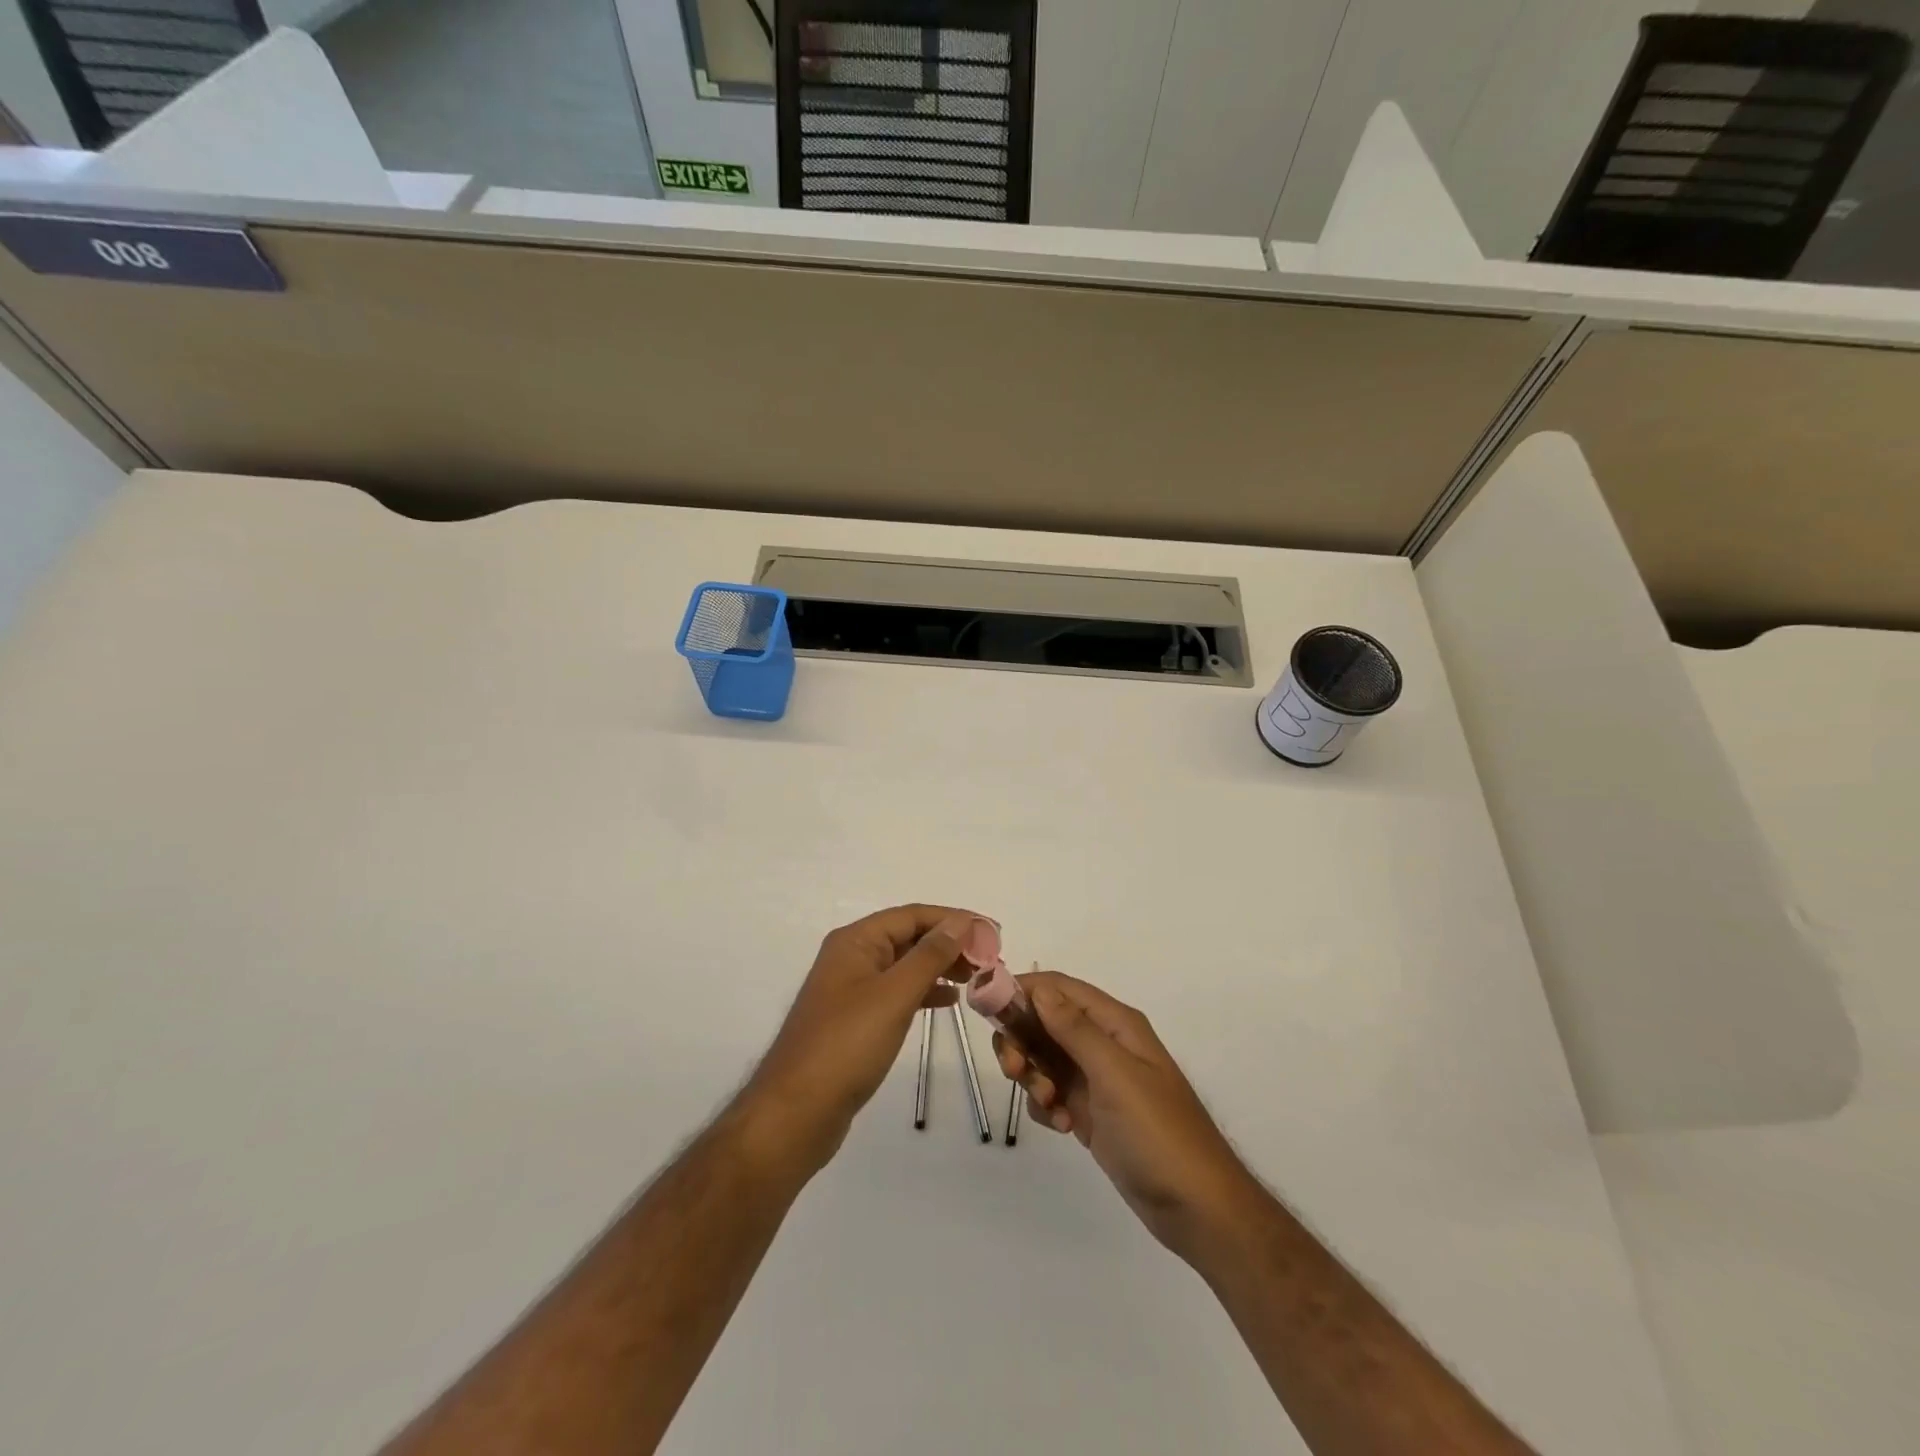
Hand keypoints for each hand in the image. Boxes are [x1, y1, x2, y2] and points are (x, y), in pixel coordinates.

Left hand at [742, 905, 978, 1173]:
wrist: (796, 1112)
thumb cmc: (847, 1045)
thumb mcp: (894, 995)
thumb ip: (929, 956)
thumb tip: (960, 923)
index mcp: (856, 941)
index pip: (912, 915)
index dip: (953, 919)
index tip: (992, 932)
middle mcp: (852, 957)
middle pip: (909, 937)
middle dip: (950, 943)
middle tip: (991, 958)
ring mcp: (852, 990)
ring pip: (905, 965)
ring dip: (941, 966)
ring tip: (978, 977)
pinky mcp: (856, 1020)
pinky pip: (897, 992)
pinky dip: (924, 991)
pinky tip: (949, 1000)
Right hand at [994, 971, 1257, 1258]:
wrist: (1197, 1208)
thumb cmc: (1158, 1133)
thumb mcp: (1114, 1074)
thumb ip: (1073, 1028)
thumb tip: (1038, 986)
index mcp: (1115, 1023)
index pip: (1058, 988)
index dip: (1022, 991)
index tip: (987, 1009)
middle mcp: (1104, 1043)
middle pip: (1044, 1022)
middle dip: (1022, 1041)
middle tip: (1014, 1071)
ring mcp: (1097, 1079)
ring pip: (1044, 1058)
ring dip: (1034, 1077)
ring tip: (1051, 1107)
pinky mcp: (1091, 1112)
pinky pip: (1052, 1093)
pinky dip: (1048, 1106)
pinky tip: (1064, 1127)